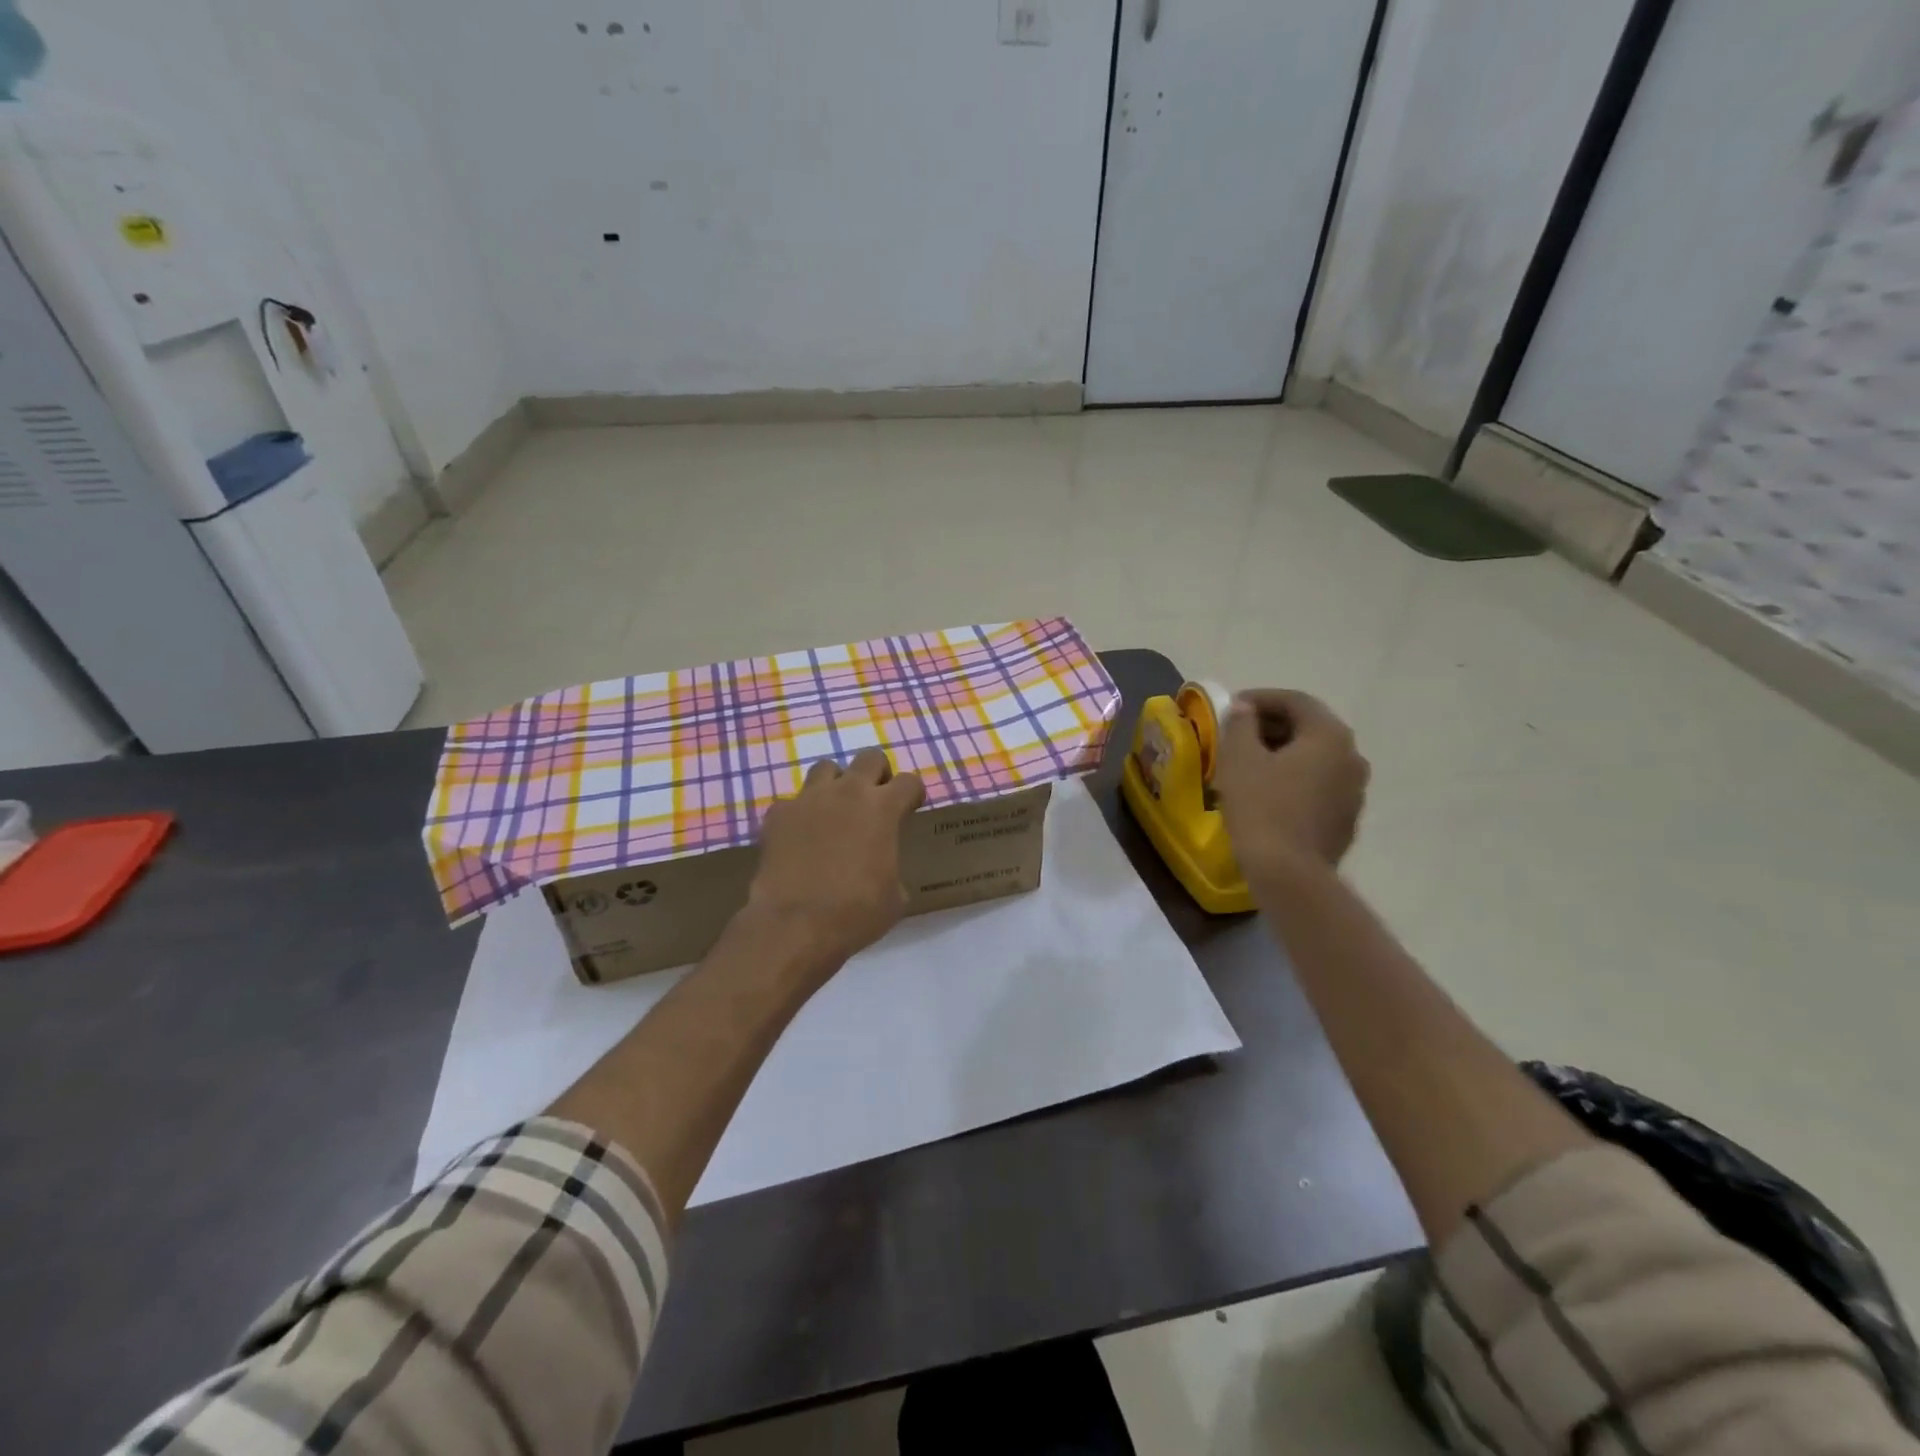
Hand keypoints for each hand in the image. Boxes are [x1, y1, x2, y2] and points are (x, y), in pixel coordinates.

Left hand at [747, 748, 926, 972]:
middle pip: (870, 757)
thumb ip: (893, 869)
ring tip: (834, 813)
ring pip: (825, 768)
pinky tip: (799, 839)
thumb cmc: (856, 913)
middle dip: (876, 775)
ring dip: (835, 785)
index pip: (909, 781)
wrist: (795, 925)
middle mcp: (848, 792)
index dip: (912, 795)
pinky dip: (799, 815)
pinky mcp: (778, 814)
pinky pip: (792, 803)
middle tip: (874, 802)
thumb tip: (883, 872)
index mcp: (883, 808)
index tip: (910, 809)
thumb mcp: (894, 897)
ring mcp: (809, 799)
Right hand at [1214, 689, 1369, 883]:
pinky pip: (1318, 786)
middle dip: (1271, 726)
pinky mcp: (1346, 819)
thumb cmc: (1261, 807)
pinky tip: (1267, 794)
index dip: (1260, 698)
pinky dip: (1294, 780)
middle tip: (1237, 735)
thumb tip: (1246, 709)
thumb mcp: (1240, 758)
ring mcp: (1354, 790)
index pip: (1295, 701)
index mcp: (1329, 735)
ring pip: (1315, 759)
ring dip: (1283, 754)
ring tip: (1248, 765)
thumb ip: (1241, 724)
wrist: (1289, 874)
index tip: (1231, 707)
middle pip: (1309, 728)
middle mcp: (1352, 756)